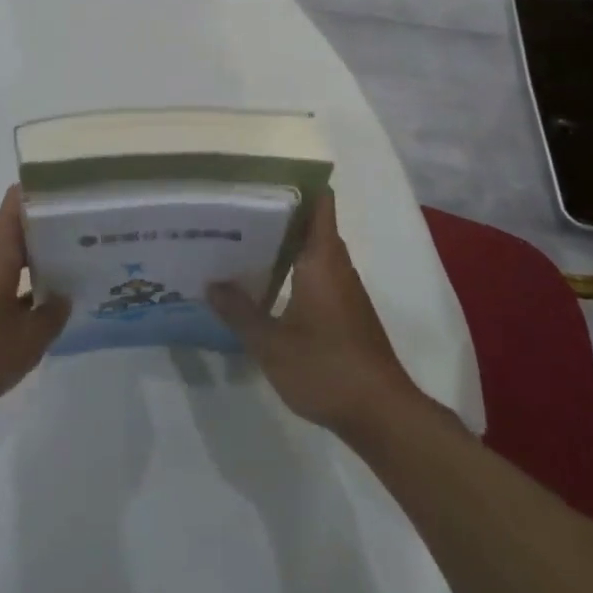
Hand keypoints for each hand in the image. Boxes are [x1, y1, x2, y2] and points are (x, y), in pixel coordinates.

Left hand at [0, 185, 68, 416]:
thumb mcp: (26, 342)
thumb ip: (52, 316)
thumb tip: (64, 297)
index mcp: (0, 248)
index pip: (21, 199)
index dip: (48, 191)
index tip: (78, 196)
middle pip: (21, 225)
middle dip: (52, 227)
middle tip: (90, 234)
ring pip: (12, 252)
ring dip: (39, 256)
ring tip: (75, 264)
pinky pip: (2, 275)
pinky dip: (24, 280)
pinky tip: (44, 301)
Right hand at [207, 192, 421, 438]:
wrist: (381, 414)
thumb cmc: (326, 367)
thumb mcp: (271, 344)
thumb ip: (239, 312)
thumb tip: (211, 284)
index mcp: (321, 258)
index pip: (318, 201)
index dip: (294, 183)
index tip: (260, 178)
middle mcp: (336, 265)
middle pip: (310, 223)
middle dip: (276, 213)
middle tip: (234, 210)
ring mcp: (343, 289)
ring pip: (312, 250)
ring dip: (282, 244)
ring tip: (240, 241)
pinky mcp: (344, 311)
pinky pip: (316, 274)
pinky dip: (292, 269)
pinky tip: (263, 284)